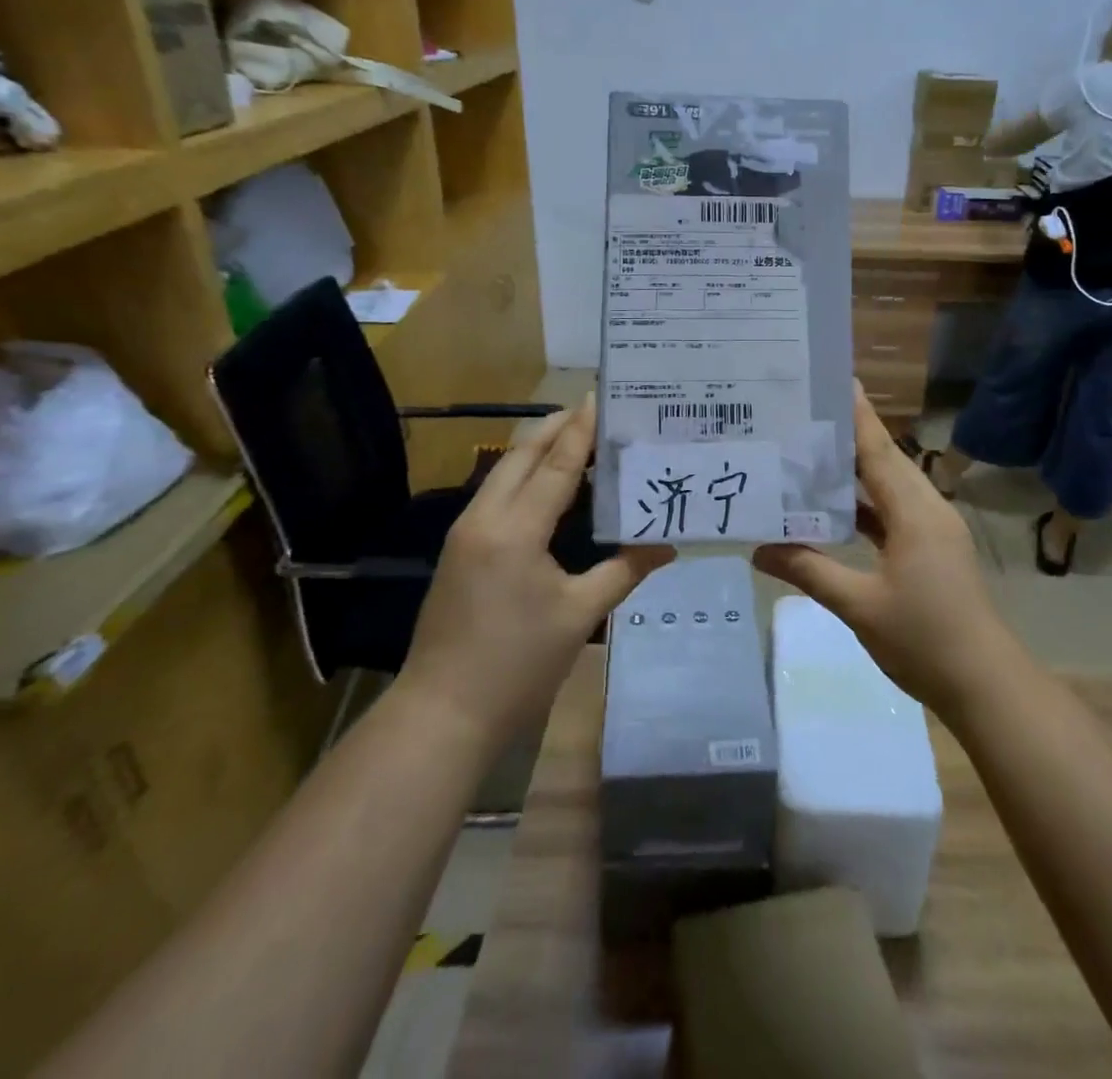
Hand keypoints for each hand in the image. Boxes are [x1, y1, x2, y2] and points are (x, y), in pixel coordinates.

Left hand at [399, 398, 672, 743]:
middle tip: (594, 411)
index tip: (600, 397)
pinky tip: (551, 486)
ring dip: (538, 450)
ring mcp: (465, 533)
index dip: (581, 430)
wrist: (442, 714)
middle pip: (521, 455)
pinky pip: (496, 495)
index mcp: (515, 529)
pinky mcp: (460, 550)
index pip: (556, 465)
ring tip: (579, 439)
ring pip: (503, 472)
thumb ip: (625, 571)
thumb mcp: (580, 616)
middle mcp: (484, 518)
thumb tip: (668, 546)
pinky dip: (525, 477)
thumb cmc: (516, 665)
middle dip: (556, 428)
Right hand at [753, 387, 1022, 716]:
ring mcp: (933, 530)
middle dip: (847, 437)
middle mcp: (927, 509)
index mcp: (915, 512)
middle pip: (884, 461)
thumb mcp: (859, 605)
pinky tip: (834, 509)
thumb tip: (758, 550)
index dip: (857, 415)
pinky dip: (865, 506)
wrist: (984, 684)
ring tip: (809, 455)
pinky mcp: (932, 550)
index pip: (879, 450)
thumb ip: (809, 570)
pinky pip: (893, 513)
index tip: (835, 379)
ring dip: (854, 473)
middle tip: (803, 416)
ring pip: (889, 488)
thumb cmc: (924, 639)